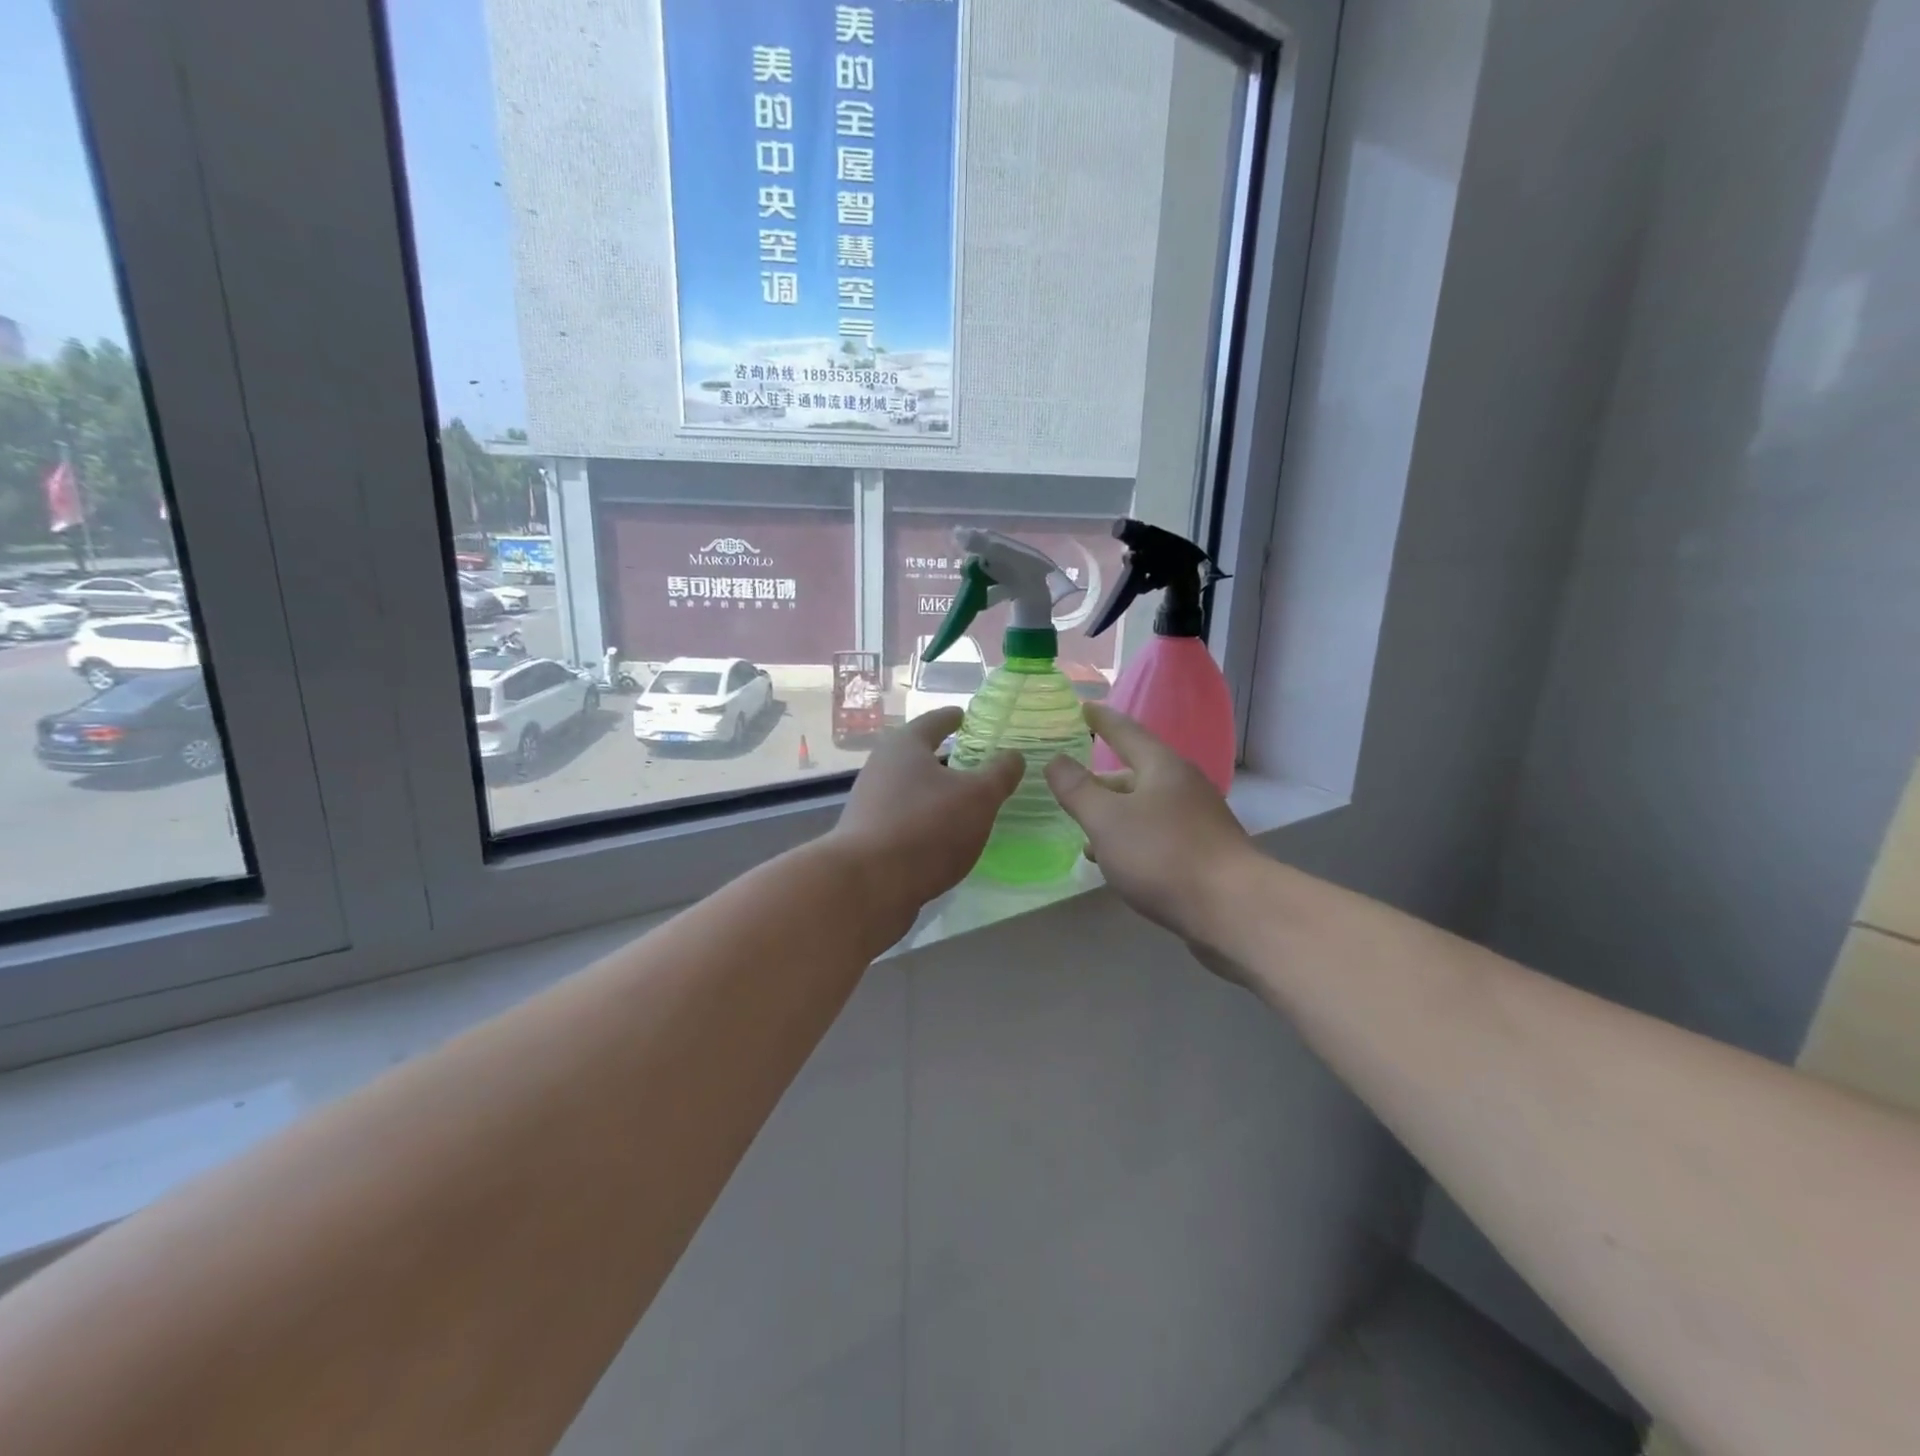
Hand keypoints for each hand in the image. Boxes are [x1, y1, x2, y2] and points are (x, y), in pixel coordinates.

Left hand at [828, 709, 1023, 943]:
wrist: (868, 885)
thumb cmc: (927, 827)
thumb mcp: (978, 797)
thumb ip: (999, 773)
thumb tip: (1013, 755)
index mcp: (905, 745)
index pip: (936, 721)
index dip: (955, 718)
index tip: (968, 716)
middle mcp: (882, 766)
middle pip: (920, 755)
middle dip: (949, 759)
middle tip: (979, 763)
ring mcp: (871, 803)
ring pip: (913, 789)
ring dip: (938, 793)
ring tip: (968, 803)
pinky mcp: (869, 836)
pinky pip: (906, 819)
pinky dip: (927, 821)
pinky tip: (946, 837)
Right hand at [1045, 704, 1255, 951]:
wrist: (1233, 909)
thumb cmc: (1163, 854)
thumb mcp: (1107, 820)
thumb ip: (1077, 789)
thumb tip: (1055, 760)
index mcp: (1162, 767)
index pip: (1126, 732)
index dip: (1102, 720)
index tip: (1084, 707)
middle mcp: (1184, 786)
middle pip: (1136, 773)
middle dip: (1102, 780)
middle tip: (1072, 786)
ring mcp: (1198, 821)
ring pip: (1145, 808)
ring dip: (1115, 815)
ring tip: (1084, 831)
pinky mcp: (1203, 854)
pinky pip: (1157, 835)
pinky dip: (1131, 839)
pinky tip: (1115, 862)